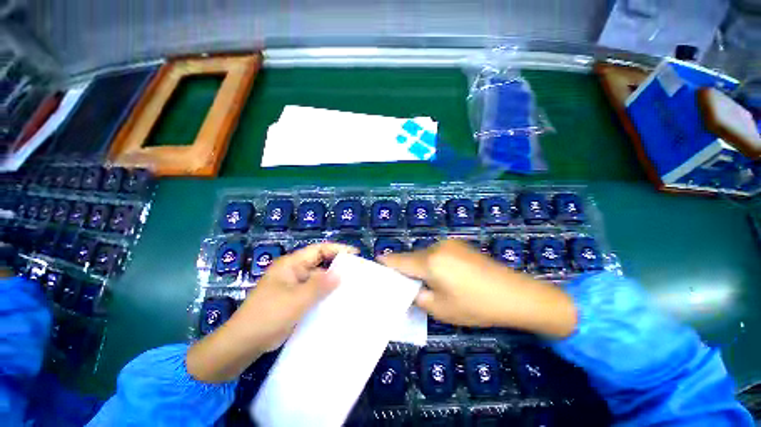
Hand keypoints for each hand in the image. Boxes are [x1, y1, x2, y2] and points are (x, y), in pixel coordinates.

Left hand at [236, 242, 357, 351]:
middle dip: (337, 267)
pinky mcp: (295, 300)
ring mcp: (294, 286)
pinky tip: (337, 301)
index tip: (355, 254)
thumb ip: (320, 286)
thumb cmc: (268, 315)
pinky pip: (314, 293)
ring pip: (318, 279)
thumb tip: (341, 274)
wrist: (243, 344)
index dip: (337, 249)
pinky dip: (325, 295)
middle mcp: (294, 272)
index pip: (319, 250)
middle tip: (357, 272)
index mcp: (292, 264)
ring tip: (352, 286)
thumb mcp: (297, 299)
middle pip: (320, 263)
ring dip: (332, 282)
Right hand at [379, 239, 576, 336]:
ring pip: (426, 254)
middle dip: (407, 268)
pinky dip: (434, 262)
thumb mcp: (441, 309)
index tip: (377, 262)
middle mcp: (437, 247)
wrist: (515, 294)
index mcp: (430, 261)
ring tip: (429, 282)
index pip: (400, 260)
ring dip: (422, 265)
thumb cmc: (476, 305)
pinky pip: (438, 252)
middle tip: (405, 283)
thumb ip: (419, 296)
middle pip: (413, 257)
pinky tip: (445, 275)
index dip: (387, 262)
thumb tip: (410, 289)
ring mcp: (450, 243)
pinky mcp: (460, 245)